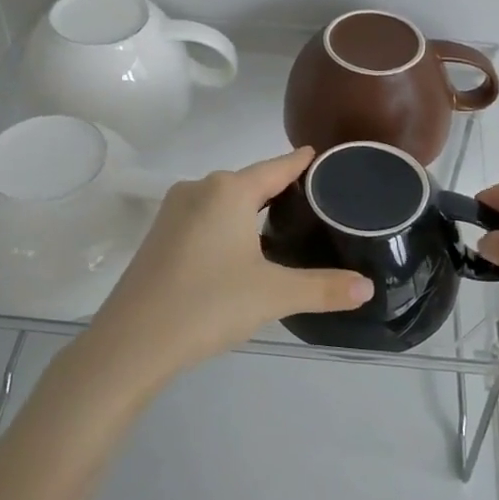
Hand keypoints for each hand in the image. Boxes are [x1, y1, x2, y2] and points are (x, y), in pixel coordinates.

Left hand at [88, 148, 372, 379]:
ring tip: (282, 222)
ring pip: (224, 200)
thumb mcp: (273, 295)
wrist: (131, 343)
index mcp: (229, 190)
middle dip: (279, 187)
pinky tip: (239, 246)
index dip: (301, 162)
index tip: (321, 156)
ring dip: (251, 207)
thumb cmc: (208, 304)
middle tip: (313, 200)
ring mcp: (173, 211)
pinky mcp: (159, 235)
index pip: (277, 167)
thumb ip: (323, 289)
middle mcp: (199, 189)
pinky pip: (204, 217)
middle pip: (249, 181)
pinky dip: (227, 223)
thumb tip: (367, 288)